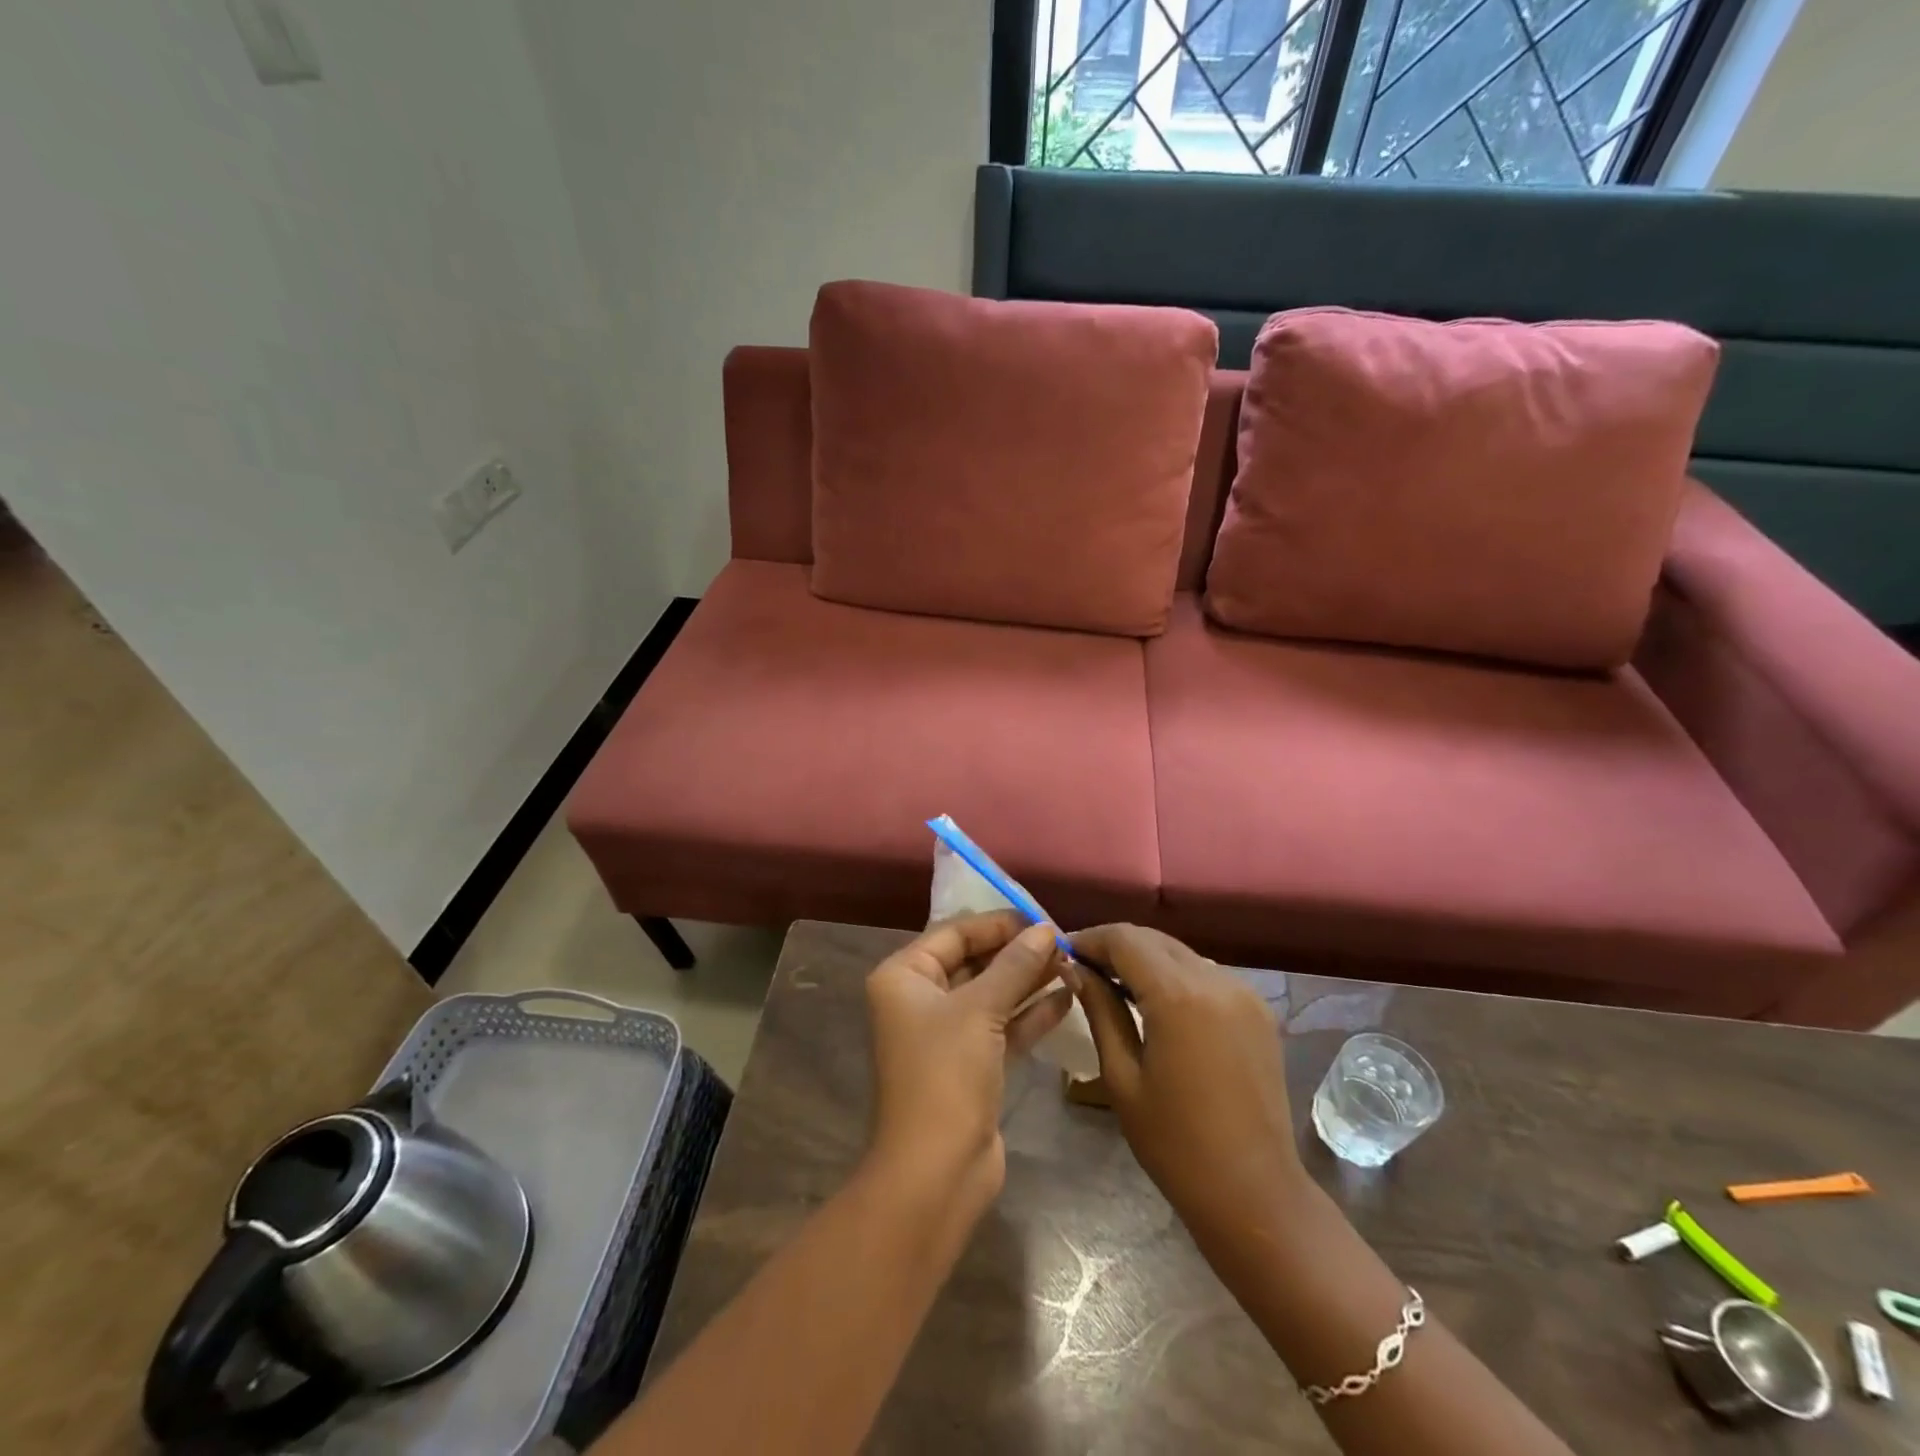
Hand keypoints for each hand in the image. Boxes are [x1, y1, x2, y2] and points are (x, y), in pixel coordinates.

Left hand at [864, 913, 1073, 1214]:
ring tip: (1072, 964)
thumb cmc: (946, 1076)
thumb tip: (1044, 929)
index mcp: (904, 977)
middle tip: (1064, 943)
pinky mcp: (970, 1064)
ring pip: (992, 994)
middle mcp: (920, 999)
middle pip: (974, 961)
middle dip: (1017, 952)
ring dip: (1029, 980)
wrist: (935, 1173)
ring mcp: (946, 1034)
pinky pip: (1002, 1026)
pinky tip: (1067, 999)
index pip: (954, 933)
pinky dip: (1030, 1014)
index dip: (998, 924)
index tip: (1041, 919)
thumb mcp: (980, 1010)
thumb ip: (1014, 965)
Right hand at [1068, 925, 1306, 1246]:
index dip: (1089, 939)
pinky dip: (1174, 976)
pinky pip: (1205, 974)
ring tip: (1113, 984)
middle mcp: (1216, 980)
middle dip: (1115, 945)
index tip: (1062, 954)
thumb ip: (1100, 1010)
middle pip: (1154, 939)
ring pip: (1181, 953)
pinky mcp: (1258, 1010)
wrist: (1255, 1193)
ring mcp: (1244, 993)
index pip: (1125, 939)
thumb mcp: (1122, 1076)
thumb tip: (1073, 969)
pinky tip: (1155, 1003)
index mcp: (1179, 996)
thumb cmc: (1176, 1144)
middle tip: (1082, 968)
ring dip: (1145, 958)